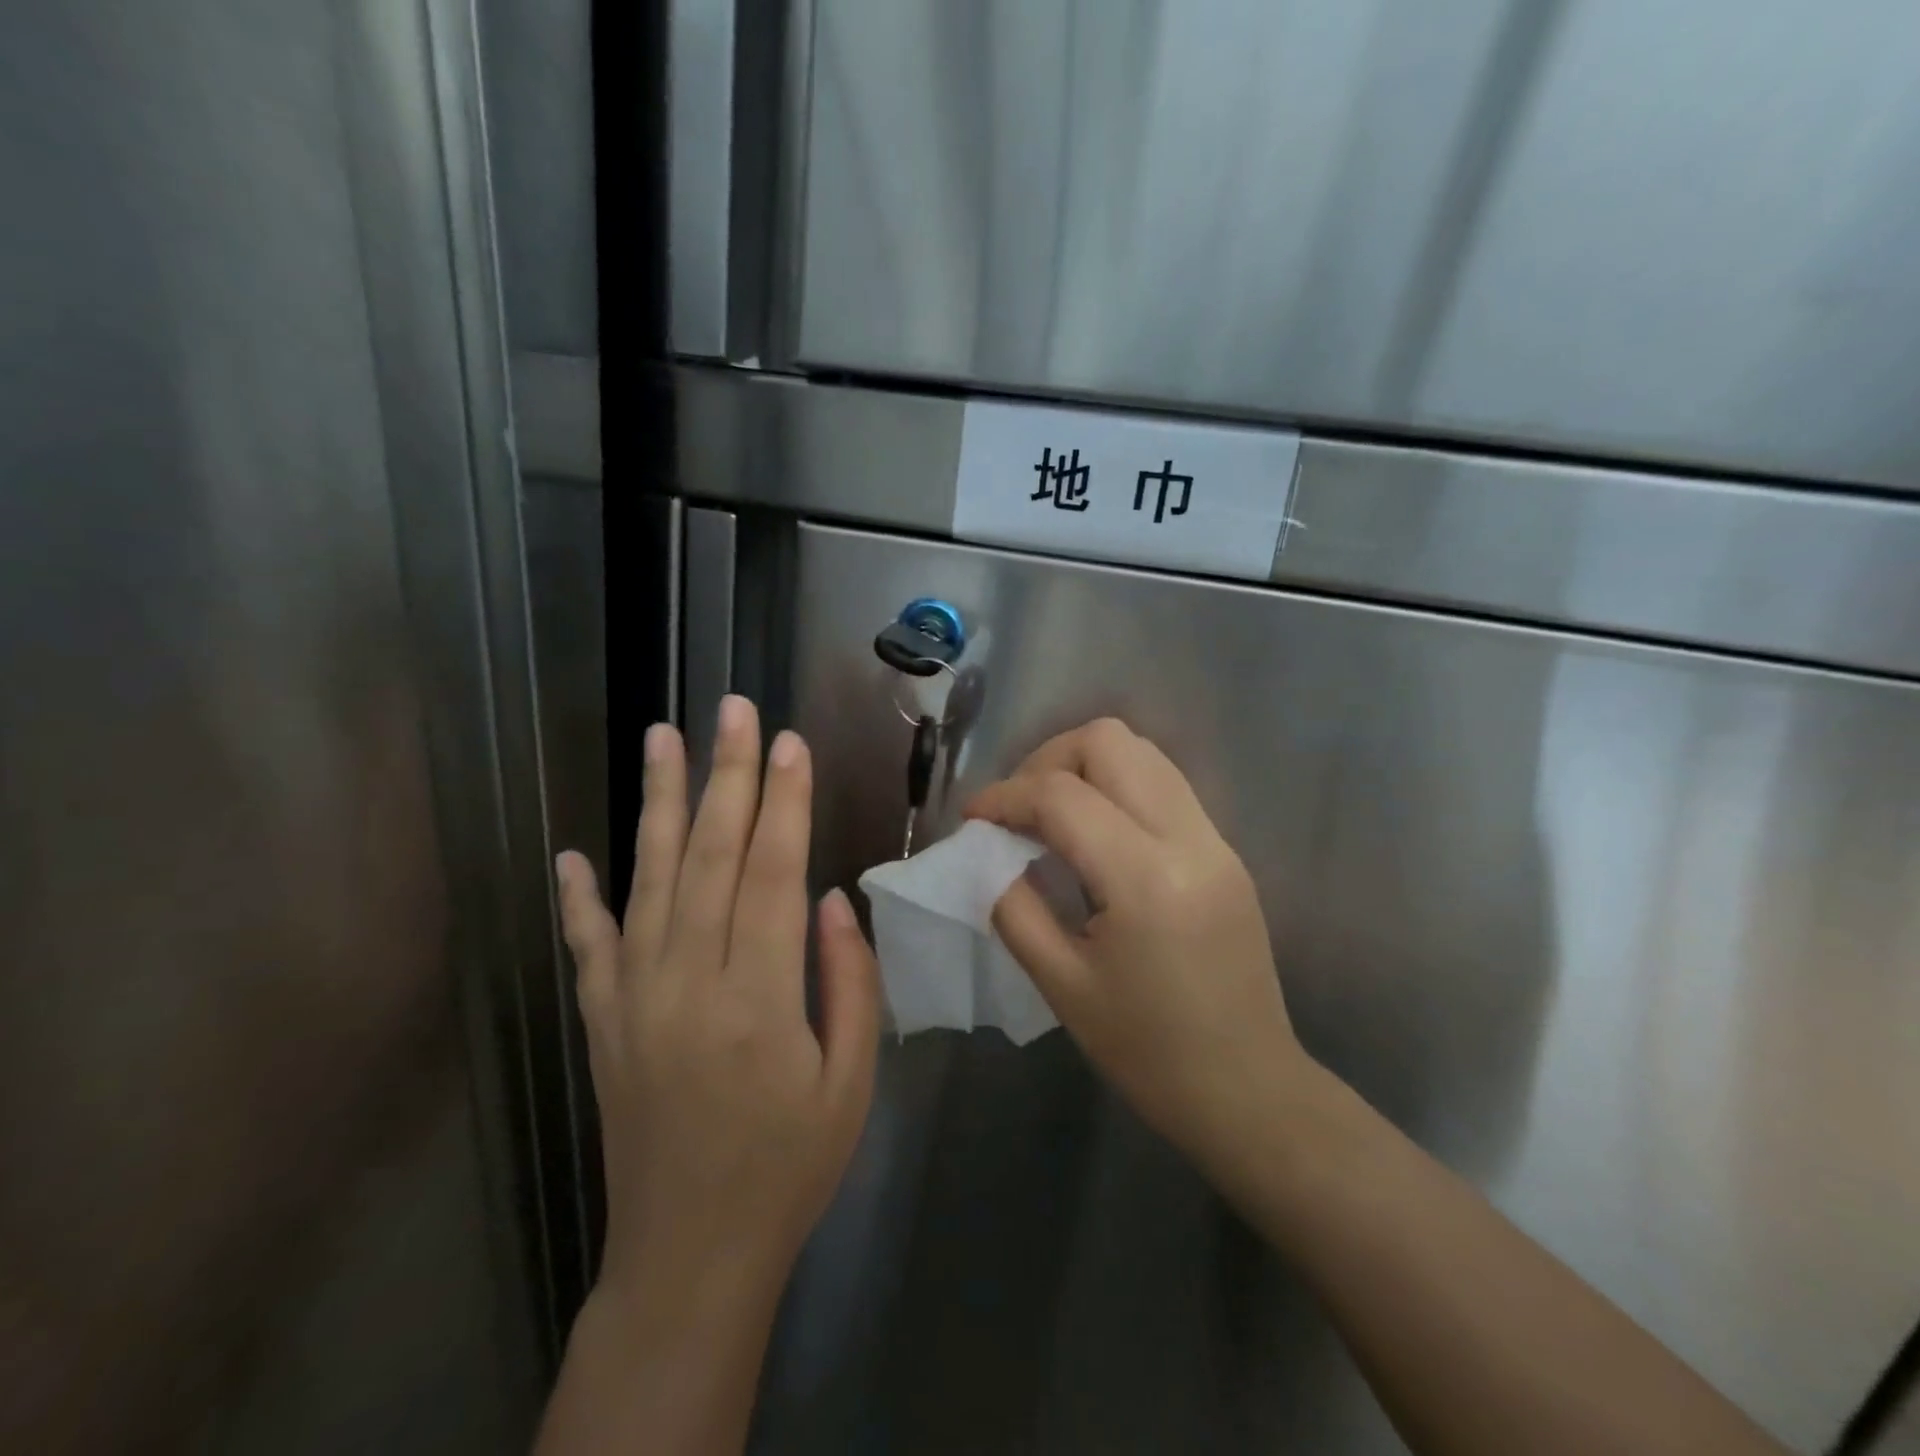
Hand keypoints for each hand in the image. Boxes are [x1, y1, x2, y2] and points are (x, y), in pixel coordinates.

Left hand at [554, 697, 879, 1312]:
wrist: (691, 1255)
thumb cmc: (790, 1167)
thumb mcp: (851, 1083)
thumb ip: (849, 982)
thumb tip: (834, 898)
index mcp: (760, 997)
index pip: (775, 872)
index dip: (786, 801)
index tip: (790, 743)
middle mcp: (690, 981)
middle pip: (713, 856)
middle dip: (728, 775)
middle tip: (732, 709)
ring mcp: (635, 998)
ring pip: (650, 880)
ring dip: (659, 804)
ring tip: (662, 738)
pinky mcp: (604, 1021)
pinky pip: (588, 946)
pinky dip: (578, 897)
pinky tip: (572, 853)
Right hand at [966, 719, 1309, 1175]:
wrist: (1248, 1092)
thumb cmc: (1148, 1052)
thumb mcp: (1062, 985)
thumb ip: (1015, 907)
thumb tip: (990, 856)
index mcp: (1145, 879)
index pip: (1061, 796)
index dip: (1005, 795)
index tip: (973, 817)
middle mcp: (1189, 839)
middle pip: (1110, 741)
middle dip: (1048, 760)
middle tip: (1018, 808)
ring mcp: (1215, 840)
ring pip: (1143, 752)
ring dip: (1085, 766)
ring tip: (1050, 815)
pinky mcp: (1226, 851)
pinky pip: (1163, 785)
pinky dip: (1117, 787)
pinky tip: (1094, 835)